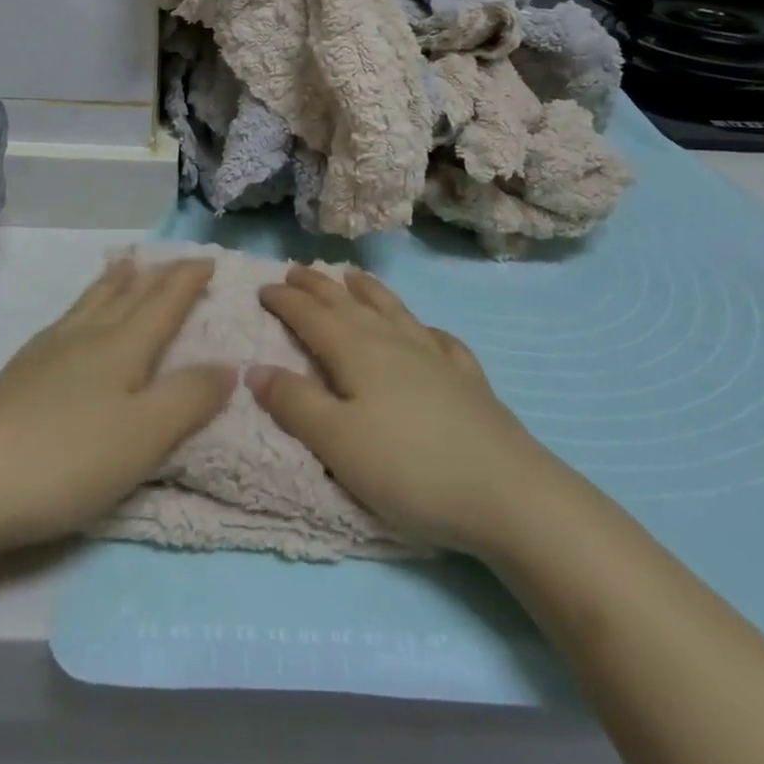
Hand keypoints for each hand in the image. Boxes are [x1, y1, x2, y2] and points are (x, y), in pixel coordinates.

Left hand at [0, 258, 234, 560]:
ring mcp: (44, 355)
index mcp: (120, 347)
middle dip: (154, 276)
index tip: (207, 258)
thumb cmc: (64, 460)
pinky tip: (71, 324)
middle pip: (125, 296)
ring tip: (123, 267)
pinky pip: (63, 324)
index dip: (187, 280)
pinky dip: (82, 309)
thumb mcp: (143, 436)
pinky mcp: (15, 378)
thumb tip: (228, 365)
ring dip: (113, 284)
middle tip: (170, 258)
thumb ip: (188, 399)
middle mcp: (84, 339)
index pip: (163, 303)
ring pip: (88, 305)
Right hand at [251, 266, 547, 555]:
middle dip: (319, 286)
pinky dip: (425, 329)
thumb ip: (294, 403)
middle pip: (349, 305)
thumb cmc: (410, 469)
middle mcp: (394, 343)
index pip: (312, 316)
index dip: (286, 301)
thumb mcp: (337, 442)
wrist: (508, 494)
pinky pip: (441, 341)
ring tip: (353, 276)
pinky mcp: (469, 381)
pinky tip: (428, 332)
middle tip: (297, 270)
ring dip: (369, 291)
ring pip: (394, 311)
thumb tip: (255, 368)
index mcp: (357, 353)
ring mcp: (436, 358)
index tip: (263, 287)